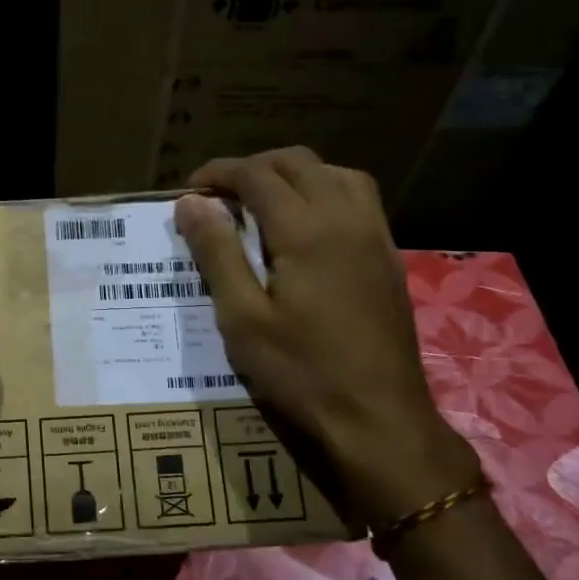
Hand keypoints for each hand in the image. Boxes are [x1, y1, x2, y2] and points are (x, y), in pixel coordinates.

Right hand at [174, 148, 477, 531]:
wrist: (378, 417)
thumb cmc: (301, 371)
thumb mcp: (242, 317)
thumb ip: (217, 253)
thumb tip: (191, 203)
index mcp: (306, 230)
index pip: (258, 175)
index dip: (220, 173)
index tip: (190, 190)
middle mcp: (346, 218)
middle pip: (298, 162)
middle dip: (254, 167)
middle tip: (220, 195)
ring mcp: (375, 235)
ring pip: (335, 173)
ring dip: (294, 175)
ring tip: (263, 202)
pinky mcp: (388, 256)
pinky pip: (358, 198)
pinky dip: (325, 191)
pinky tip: (306, 226)